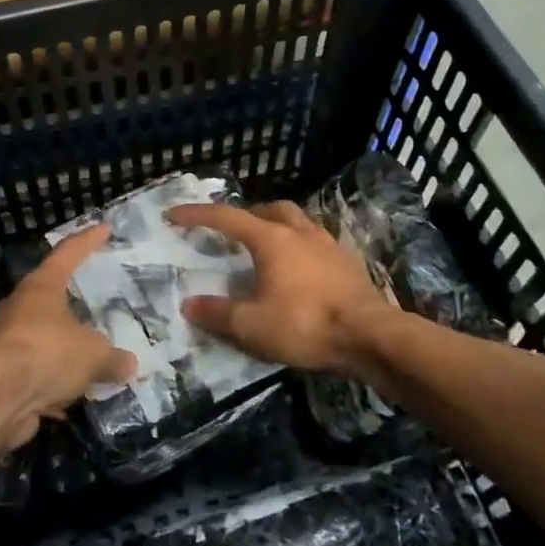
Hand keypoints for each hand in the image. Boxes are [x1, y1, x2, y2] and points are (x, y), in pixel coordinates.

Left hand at [0, 223, 136, 448]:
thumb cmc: (47, 353)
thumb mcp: (93, 355)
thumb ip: (112, 358)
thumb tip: (129, 364)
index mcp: (42, 288)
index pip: (68, 254)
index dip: (88, 241)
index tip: (104, 228)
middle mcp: (20, 309)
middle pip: (49, 299)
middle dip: (72, 306)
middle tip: (96, 309)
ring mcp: (7, 343)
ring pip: (42, 342)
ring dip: (63, 353)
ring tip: (90, 363)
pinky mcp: (2, 377)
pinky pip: (36, 376)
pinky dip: (52, 386)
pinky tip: (71, 400)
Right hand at [165, 201, 395, 372]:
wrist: (370, 336)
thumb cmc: (306, 324)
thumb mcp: (252, 326)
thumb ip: (218, 313)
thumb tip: (189, 305)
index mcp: (272, 240)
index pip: (227, 218)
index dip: (197, 215)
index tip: (174, 214)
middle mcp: (300, 233)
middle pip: (271, 209)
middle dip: (248, 214)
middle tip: (234, 231)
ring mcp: (329, 245)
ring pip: (299, 222)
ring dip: (278, 227)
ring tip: (268, 248)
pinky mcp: (348, 263)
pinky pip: (317, 243)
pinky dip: (300, 247)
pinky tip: (299, 270)